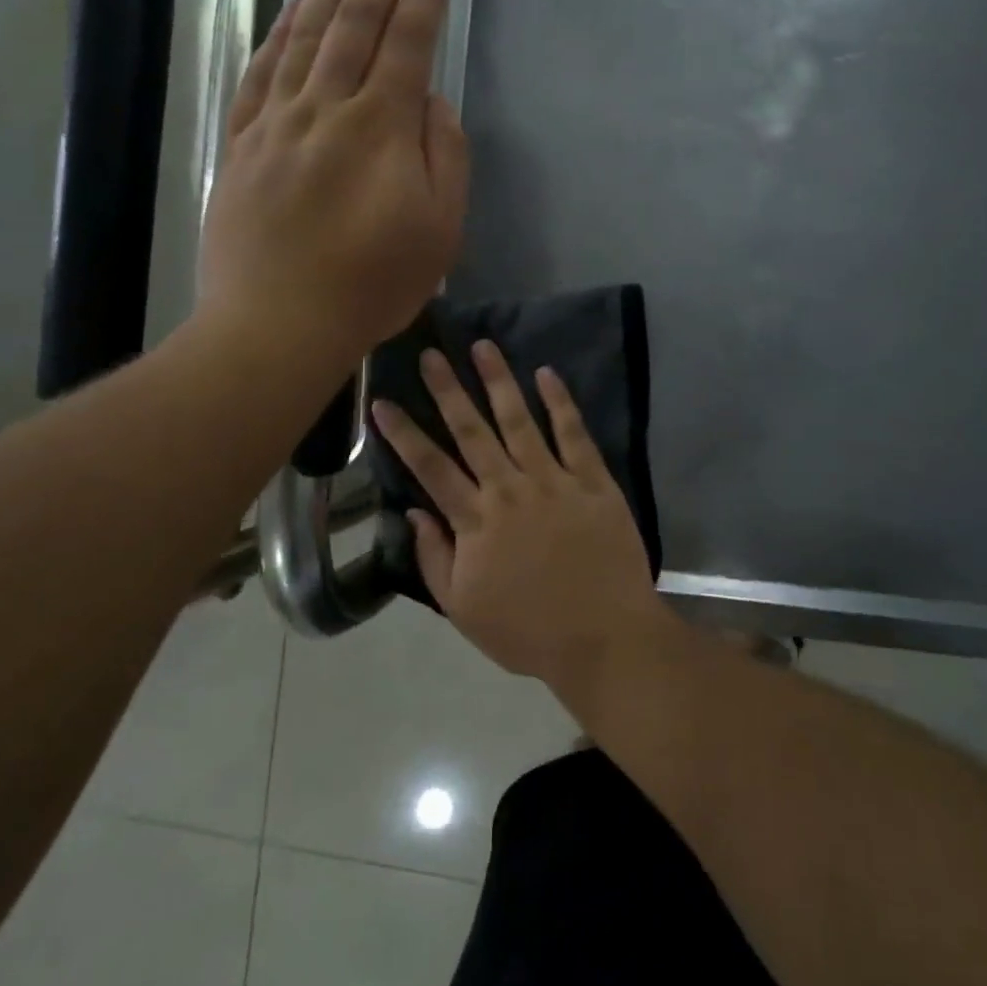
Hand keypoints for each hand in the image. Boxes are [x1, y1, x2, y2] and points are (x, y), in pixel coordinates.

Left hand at [197, 0, 467, 360]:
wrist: (278, 324)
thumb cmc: (373, 285)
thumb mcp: (440, 231)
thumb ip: (446, 158)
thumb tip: (433, 103)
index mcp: (381, 129)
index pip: (407, 46)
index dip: (422, 1)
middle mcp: (326, 109)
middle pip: (353, 28)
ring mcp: (276, 123)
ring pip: (302, 38)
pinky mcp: (242, 145)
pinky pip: (259, 73)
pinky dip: (277, 35)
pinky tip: (288, 14)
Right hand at [370, 340, 673, 684]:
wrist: (604, 638)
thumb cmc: (528, 631)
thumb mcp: (463, 610)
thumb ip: (435, 558)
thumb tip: (415, 512)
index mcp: (476, 521)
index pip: (430, 467)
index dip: (404, 434)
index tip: (382, 401)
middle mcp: (510, 490)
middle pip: (472, 432)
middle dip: (447, 391)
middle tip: (431, 354)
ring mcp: (554, 481)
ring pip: (519, 421)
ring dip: (499, 382)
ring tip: (482, 346)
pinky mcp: (593, 481)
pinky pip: (574, 434)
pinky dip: (560, 403)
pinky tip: (547, 374)